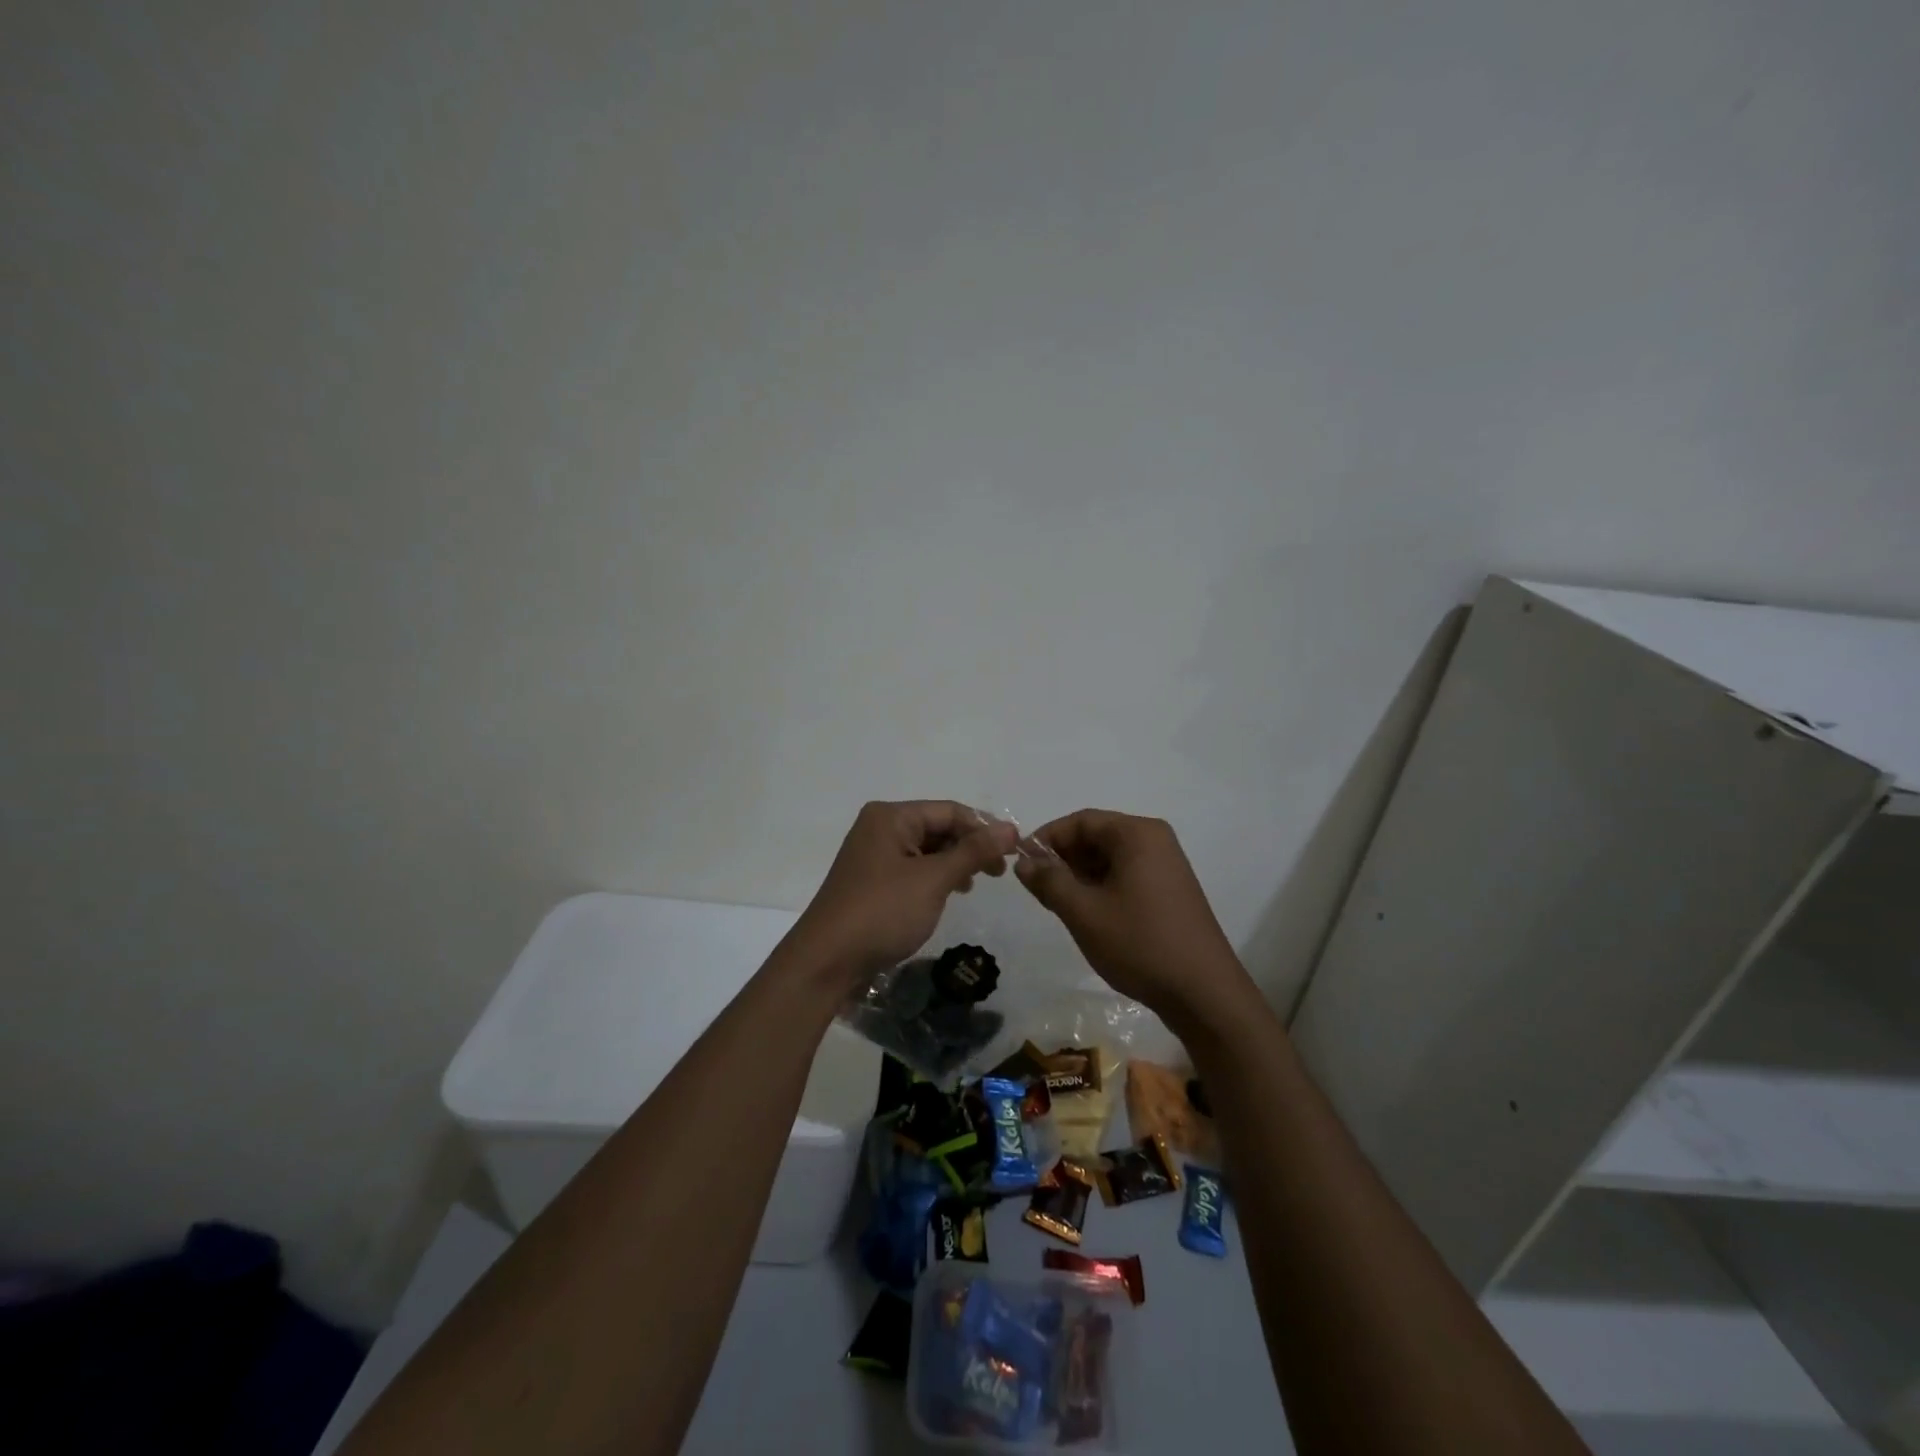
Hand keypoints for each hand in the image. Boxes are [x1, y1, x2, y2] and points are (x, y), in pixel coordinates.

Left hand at [788, 801, 1018, 983]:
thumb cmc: (882, 912)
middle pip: (938, 826)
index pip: (950, 810)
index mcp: (891, 816)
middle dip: (970, 845)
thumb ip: (973, 852)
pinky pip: (913, 868)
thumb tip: (1011, 829)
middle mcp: (880, 827)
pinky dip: (936, 876)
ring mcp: (873, 854)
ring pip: (927, 849)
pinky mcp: (872, 880)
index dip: (985, 828)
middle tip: (1001, 872)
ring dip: (955, 862)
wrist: (826, 961)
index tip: (1016, 850)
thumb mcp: (933, 880)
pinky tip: (952, 892)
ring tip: (980, 882)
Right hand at [1016, 809, 1256, 1031]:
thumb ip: (1049, 881)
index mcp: (1137, 833)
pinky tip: (1086, 914)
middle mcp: (1155, 840)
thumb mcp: (1084, 912)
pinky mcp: (1170, 891)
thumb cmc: (1140, 944)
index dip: (1046, 838)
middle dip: (1062, 859)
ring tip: (1057, 905)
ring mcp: (1166, 866)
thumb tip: (1024, 862)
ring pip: (1109, 858)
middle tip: (1036, 889)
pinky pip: (1125, 875)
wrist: (1203, 993)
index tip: (1020, 864)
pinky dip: (1101, 887)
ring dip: (1079, 875)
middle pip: (1096, 836)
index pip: (1080, 821)